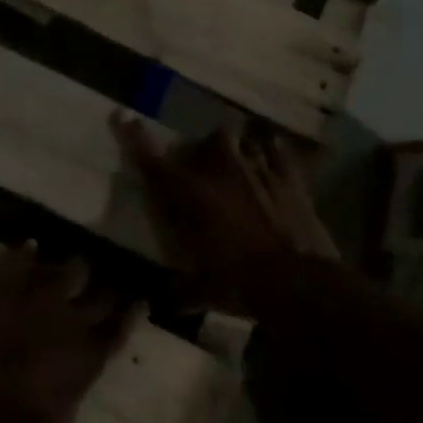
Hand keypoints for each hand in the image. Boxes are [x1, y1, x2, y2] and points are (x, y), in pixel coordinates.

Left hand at [0, 247, 139, 422]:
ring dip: (70, 269)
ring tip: (74, 265)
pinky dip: (23, 255)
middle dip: (105, 287)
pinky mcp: (2, 305)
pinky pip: (15, 269)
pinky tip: (31, 243)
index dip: (131, 312)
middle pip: (98, 296)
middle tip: (105, 281)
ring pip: (64, 272)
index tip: (140, 299)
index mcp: (88, 363)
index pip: (119, 329)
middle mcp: (70, 328)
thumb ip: (72, 392)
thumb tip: (72, 379)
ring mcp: (36, 311)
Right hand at [114, 115, 338, 316]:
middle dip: (204, 152)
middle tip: (205, 170)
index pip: (153, 160)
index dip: (135, 138)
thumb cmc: (239, 283)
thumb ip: (180, 290)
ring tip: (240, 166)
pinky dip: (272, 153)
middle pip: (207, 142)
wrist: (297, 282)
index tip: (125, 118)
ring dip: (237, 152)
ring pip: (241, 141)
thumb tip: (158, 304)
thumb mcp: (202, 291)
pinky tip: (271, 159)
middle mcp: (219, 170)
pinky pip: (277, 150)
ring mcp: (257, 167)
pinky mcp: (289, 176)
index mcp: (189, 194)